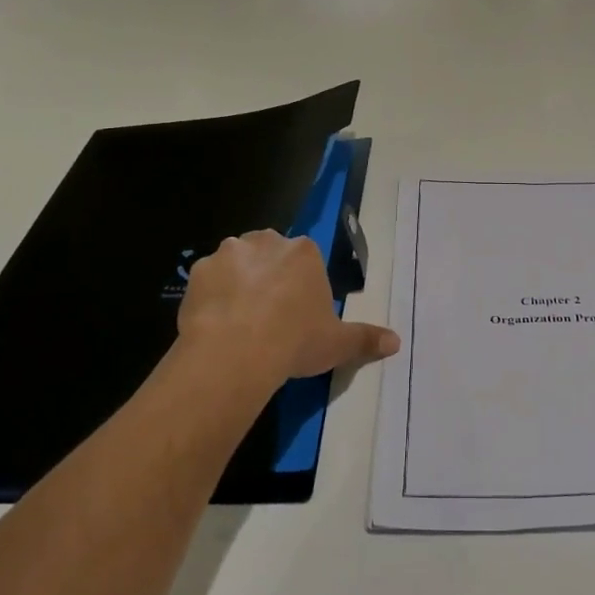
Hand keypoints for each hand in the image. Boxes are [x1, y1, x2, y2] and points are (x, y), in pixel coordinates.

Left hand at [179, 230, 398, 393]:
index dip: (302, 285)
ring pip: (236, 263)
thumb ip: (366, 339)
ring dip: (238, 282)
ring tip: (239, 320)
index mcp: (305, 252)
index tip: (298, 312)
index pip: (306, 258)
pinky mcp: (197, 271)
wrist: (235, 352)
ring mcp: (229, 253)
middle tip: (269, 315)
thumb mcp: (338, 343)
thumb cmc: (295, 341)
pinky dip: (211, 296)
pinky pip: (207, 281)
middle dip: (269, 275)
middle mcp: (267, 242)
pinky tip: (215, 323)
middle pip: (270, 253)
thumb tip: (396, 342)